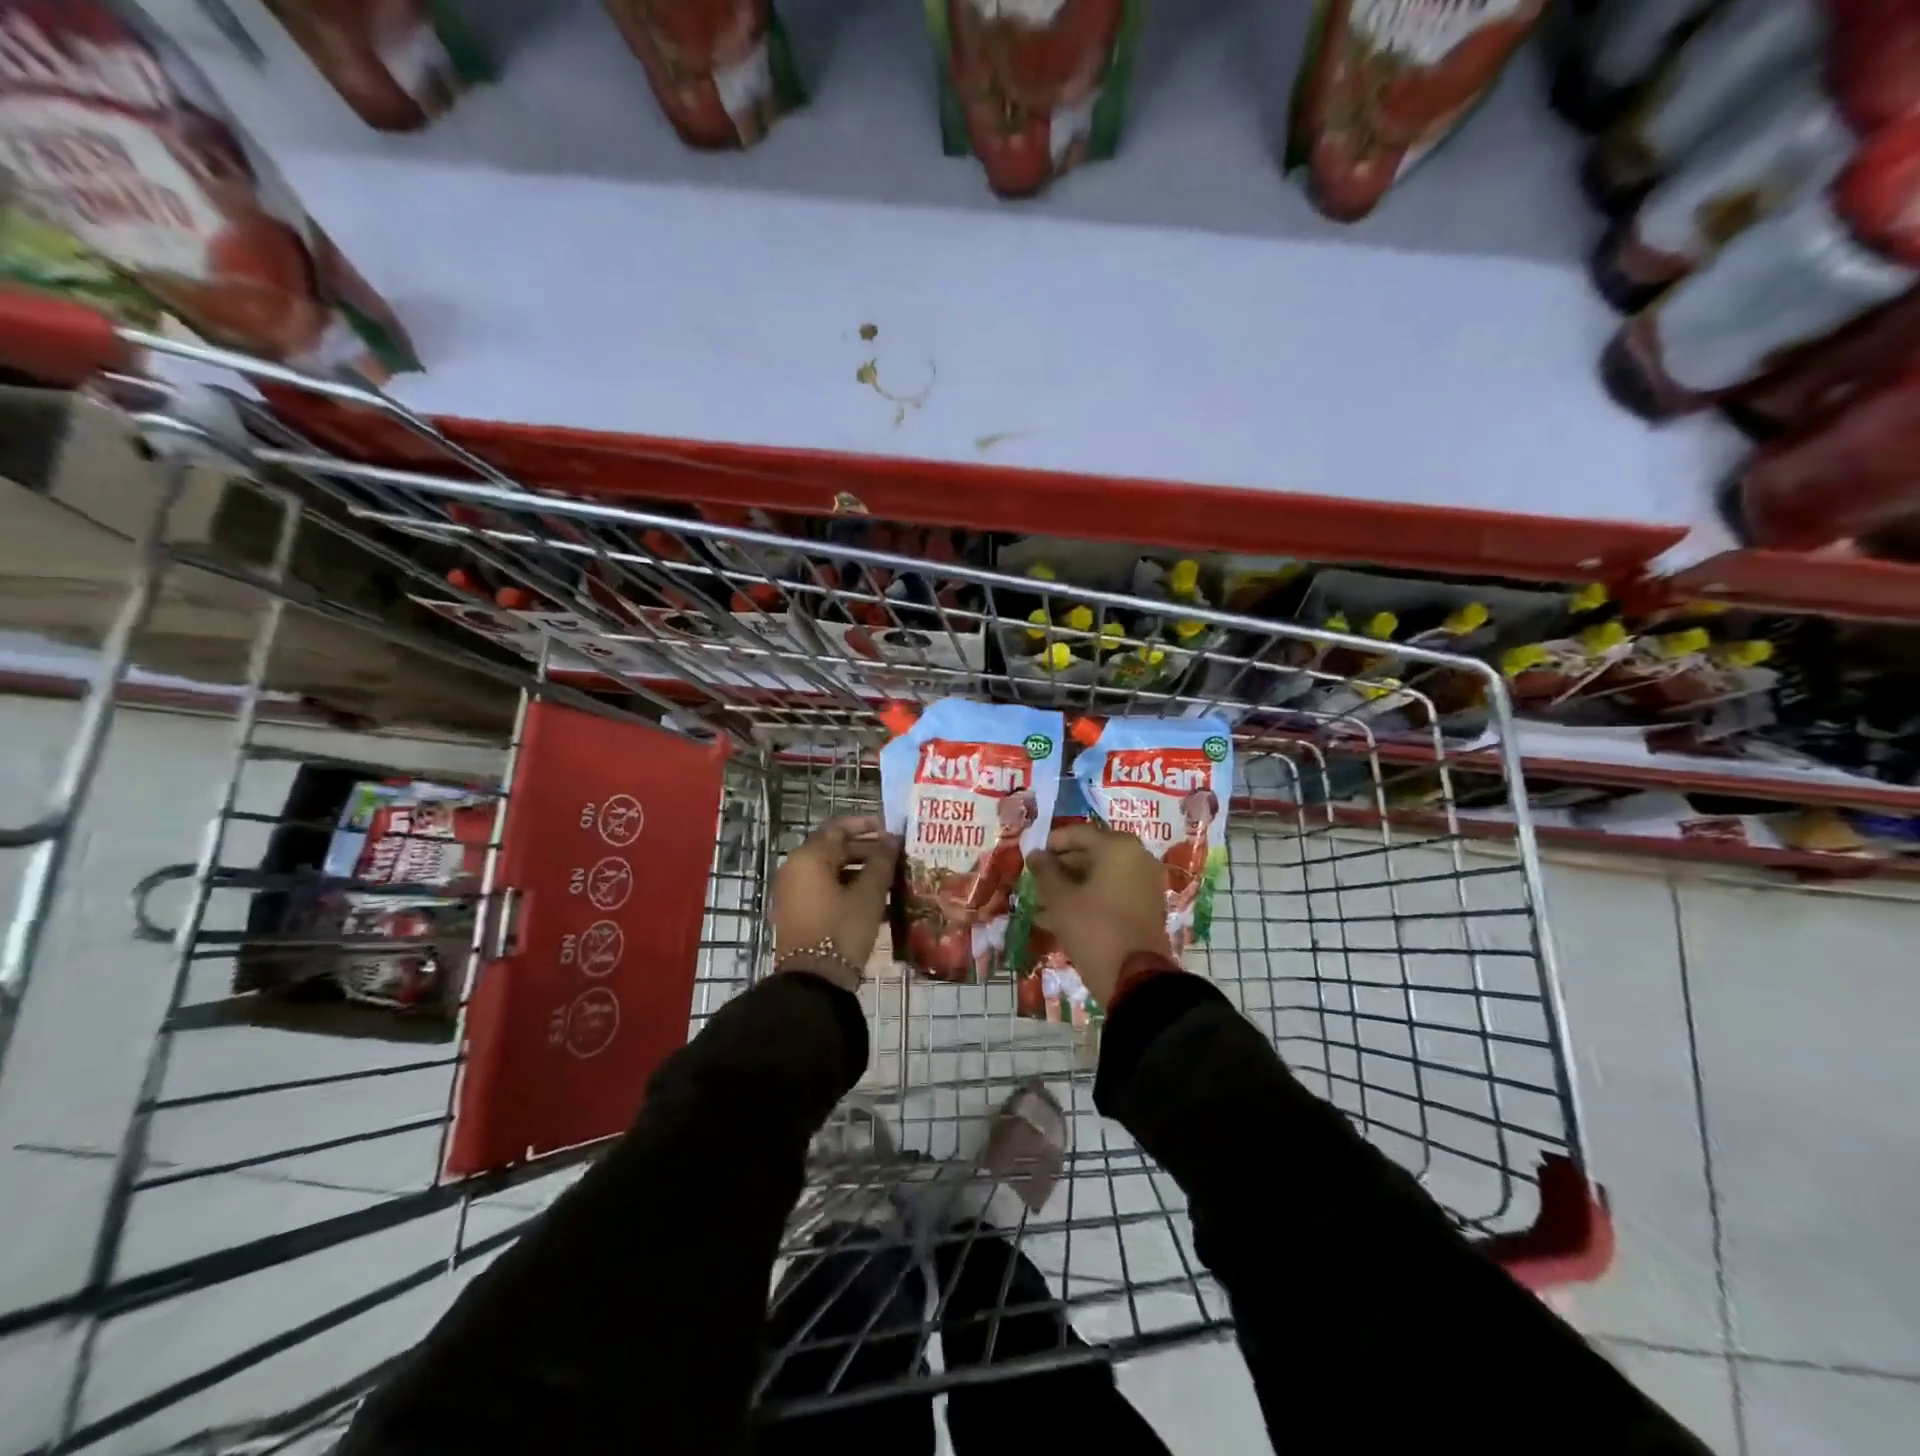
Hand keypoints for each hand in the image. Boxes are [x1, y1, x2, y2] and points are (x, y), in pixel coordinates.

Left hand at [773, 815, 900, 991]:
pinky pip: (825, 890)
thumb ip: (881, 861)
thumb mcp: (868, 894)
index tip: (890, 830)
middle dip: (866, 850)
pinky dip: (848, 888)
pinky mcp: (798, 913)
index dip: (865, 825)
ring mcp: (794, 893)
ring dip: (860, 871)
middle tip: (896, 856)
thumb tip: (892, 839)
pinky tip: (876, 900)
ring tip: (891, 878)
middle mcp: (795, 869)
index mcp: (808, 858)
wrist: (814, 982)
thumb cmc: (842, 929)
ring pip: (831, 871)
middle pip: (833, 849)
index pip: (838, 828)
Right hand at [1026, 823, 1172, 1005]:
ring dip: (1070, 888)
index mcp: (1117, 847)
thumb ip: (1045, 871)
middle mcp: (1136, 858)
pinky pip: (1111, 894)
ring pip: (1099, 878)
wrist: (1136, 979)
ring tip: (1041, 908)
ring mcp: (1144, 883)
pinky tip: (1059, 921)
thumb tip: (1036, 854)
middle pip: (1090, 854)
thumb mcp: (1060, 899)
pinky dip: (1088, 901)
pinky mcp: (1145, 908)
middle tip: (1035, 884)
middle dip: (1060, 869)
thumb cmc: (1093, 928)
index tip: (1029, 858)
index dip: (1050, 844)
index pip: (1076, 833)